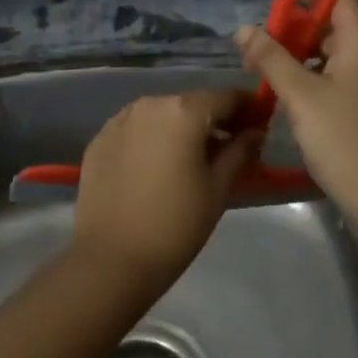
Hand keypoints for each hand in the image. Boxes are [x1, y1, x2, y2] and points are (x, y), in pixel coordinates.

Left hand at [71, 89, 262, 292]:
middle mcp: (150, 103)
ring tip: (189, 160)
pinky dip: (151, 140)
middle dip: (213, 120)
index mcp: (184, 111)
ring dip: (180, 128)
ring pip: (162, 115)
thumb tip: (255, 132)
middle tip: (227, 149)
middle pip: (192, 103)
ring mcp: (120, 119)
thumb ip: (240, 151)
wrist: (110, 260)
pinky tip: (155, 169)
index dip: (247, 108)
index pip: (226, 97)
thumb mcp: (218, 188)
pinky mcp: (99, 139)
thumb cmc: (175, 224)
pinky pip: (136, 130)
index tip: (258, 126)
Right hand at [234, 0, 357, 224]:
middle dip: (296, 28)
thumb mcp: (299, 95)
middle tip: (260, 39)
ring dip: (301, 55)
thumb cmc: (341, 138)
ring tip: (267, 68)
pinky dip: (313, 77)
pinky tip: (290, 95)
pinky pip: (339, 79)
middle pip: (334, 28)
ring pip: (334, 57)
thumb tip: (244, 29)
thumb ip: (271, 58)